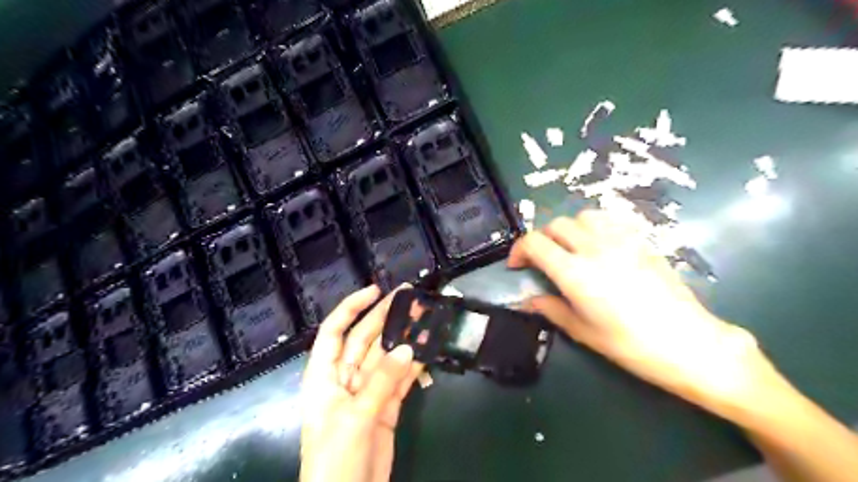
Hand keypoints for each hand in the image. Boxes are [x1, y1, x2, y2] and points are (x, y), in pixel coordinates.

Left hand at [298, 287, 422, 481]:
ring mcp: (367, 392)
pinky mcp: (386, 407)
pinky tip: (428, 352)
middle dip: (386, 317)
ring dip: (405, 339)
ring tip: (426, 319)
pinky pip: (400, 380)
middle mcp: (344, 378)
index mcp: (324, 375)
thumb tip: (408, 349)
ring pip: (387, 358)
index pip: (334, 331)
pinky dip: (414, 367)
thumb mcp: (354, 417)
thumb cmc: (333, 458)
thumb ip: (381, 381)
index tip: (376, 291)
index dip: (352, 307)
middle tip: (410, 298)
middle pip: (365, 339)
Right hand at [509, 210, 782, 416]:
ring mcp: (620, 240)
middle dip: (542, 240)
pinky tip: (598, 245)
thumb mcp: (583, 331)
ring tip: (571, 249)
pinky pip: (609, 220)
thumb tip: (528, 301)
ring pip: (582, 216)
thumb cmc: (631, 344)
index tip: (517, 265)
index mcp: (575, 273)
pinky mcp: (641, 240)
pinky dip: (594, 226)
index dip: (519, 250)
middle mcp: (594, 248)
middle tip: (543, 261)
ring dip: (568, 229)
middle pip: (555, 225)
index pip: (535, 243)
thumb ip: (551, 309)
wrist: (689, 342)